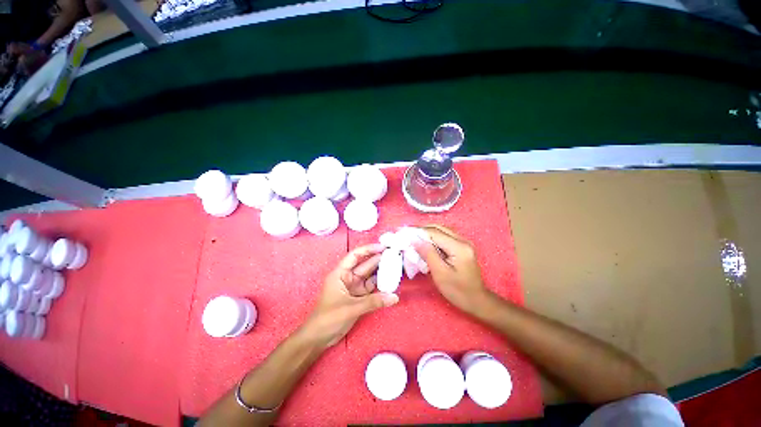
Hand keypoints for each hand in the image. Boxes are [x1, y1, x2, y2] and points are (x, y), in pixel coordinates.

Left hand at [300, 244, 398, 347]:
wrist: (318, 338)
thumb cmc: (329, 318)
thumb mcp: (351, 308)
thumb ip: (373, 302)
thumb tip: (394, 297)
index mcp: (340, 273)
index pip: (355, 256)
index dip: (368, 249)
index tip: (383, 247)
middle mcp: (348, 278)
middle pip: (365, 265)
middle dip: (378, 259)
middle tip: (394, 255)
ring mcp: (353, 288)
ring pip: (369, 277)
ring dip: (381, 272)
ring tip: (395, 266)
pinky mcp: (358, 298)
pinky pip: (371, 289)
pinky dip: (380, 286)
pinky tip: (390, 283)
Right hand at [412, 225, 492, 314]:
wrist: (477, 300)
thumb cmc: (458, 291)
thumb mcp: (440, 273)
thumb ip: (428, 253)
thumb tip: (415, 239)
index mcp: (459, 247)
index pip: (435, 233)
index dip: (418, 231)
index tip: (404, 233)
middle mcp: (463, 240)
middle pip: (439, 228)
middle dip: (422, 230)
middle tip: (408, 234)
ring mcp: (464, 242)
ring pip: (442, 230)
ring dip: (427, 232)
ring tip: (414, 238)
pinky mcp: (462, 246)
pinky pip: (445, 236)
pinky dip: (433, 237)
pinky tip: (425, 243)